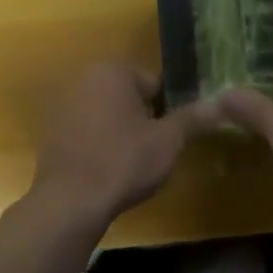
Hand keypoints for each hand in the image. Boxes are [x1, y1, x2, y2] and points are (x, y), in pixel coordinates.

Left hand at [31, 63, 216, 226]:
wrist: (70, 201)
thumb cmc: (124, 162)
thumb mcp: (168, 141)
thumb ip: (193, 118)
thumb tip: (222, 103)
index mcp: (112, 71)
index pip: (155, 84)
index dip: (169, 110)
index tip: (173, 136)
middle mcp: (83, 78)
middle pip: (129, 96)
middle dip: (143, 118)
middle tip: (155, 150)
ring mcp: (62, 104)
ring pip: (107, 113)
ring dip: (121, 130)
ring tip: (132, 162)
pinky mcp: (50, 131)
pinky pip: (86, 130)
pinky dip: (99, 142)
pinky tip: (107, 167)